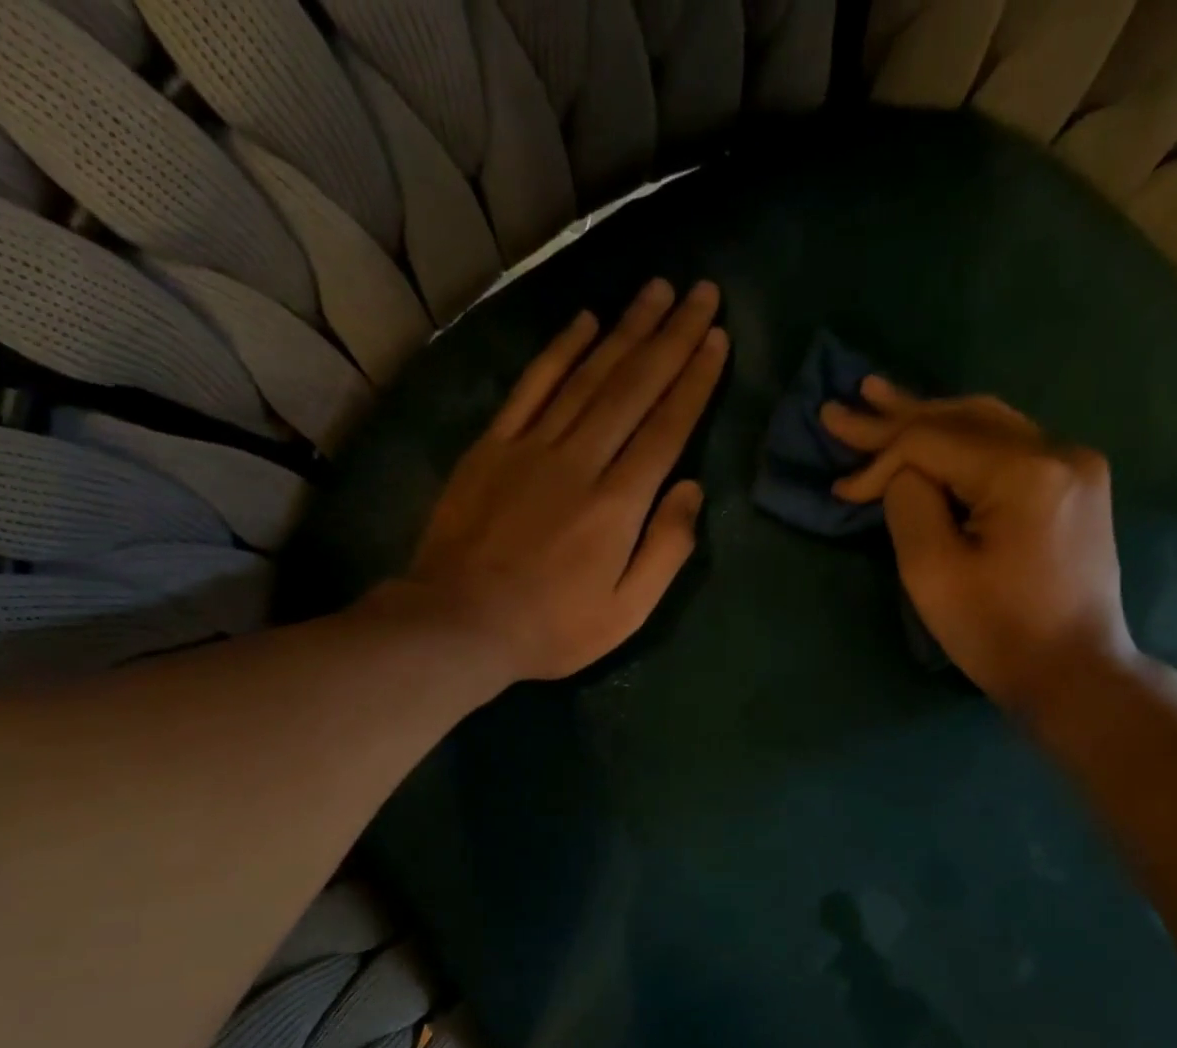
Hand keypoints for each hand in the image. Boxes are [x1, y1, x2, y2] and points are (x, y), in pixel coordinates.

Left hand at [392, 279, 727, 682]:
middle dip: (672, 336)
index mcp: (619, 503)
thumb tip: (692, 488)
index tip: (717, 338)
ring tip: (656, 290)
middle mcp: (581, 459)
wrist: (460, 623)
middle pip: (633, 386)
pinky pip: (532, 386)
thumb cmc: (552, 628)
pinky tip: (584, 321)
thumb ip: (666, 549)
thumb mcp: (627, 611)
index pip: (667, 427)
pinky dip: (559, 350)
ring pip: (588, 375)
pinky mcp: (493, 446)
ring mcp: (532, 447)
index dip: (695, 380)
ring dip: (625, 328)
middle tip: (700, 293)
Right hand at [821, 379, 1136, 715]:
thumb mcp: (933, 573)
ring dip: (931, 417)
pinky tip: (935, 430)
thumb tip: (903, 473)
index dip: (879, 458)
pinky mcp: (1076, 485)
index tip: (839, 489)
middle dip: (899, 415)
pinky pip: (1010, 446)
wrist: (1074, 672)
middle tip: (848, 401)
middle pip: (963, 418)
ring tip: (881, 399)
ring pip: (988, 424)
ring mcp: (1076, 465)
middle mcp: (1059, 451)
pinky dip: (963, 441)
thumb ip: (909, 505)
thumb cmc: (997, 633)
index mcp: (1025, 473)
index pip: (933, 442)